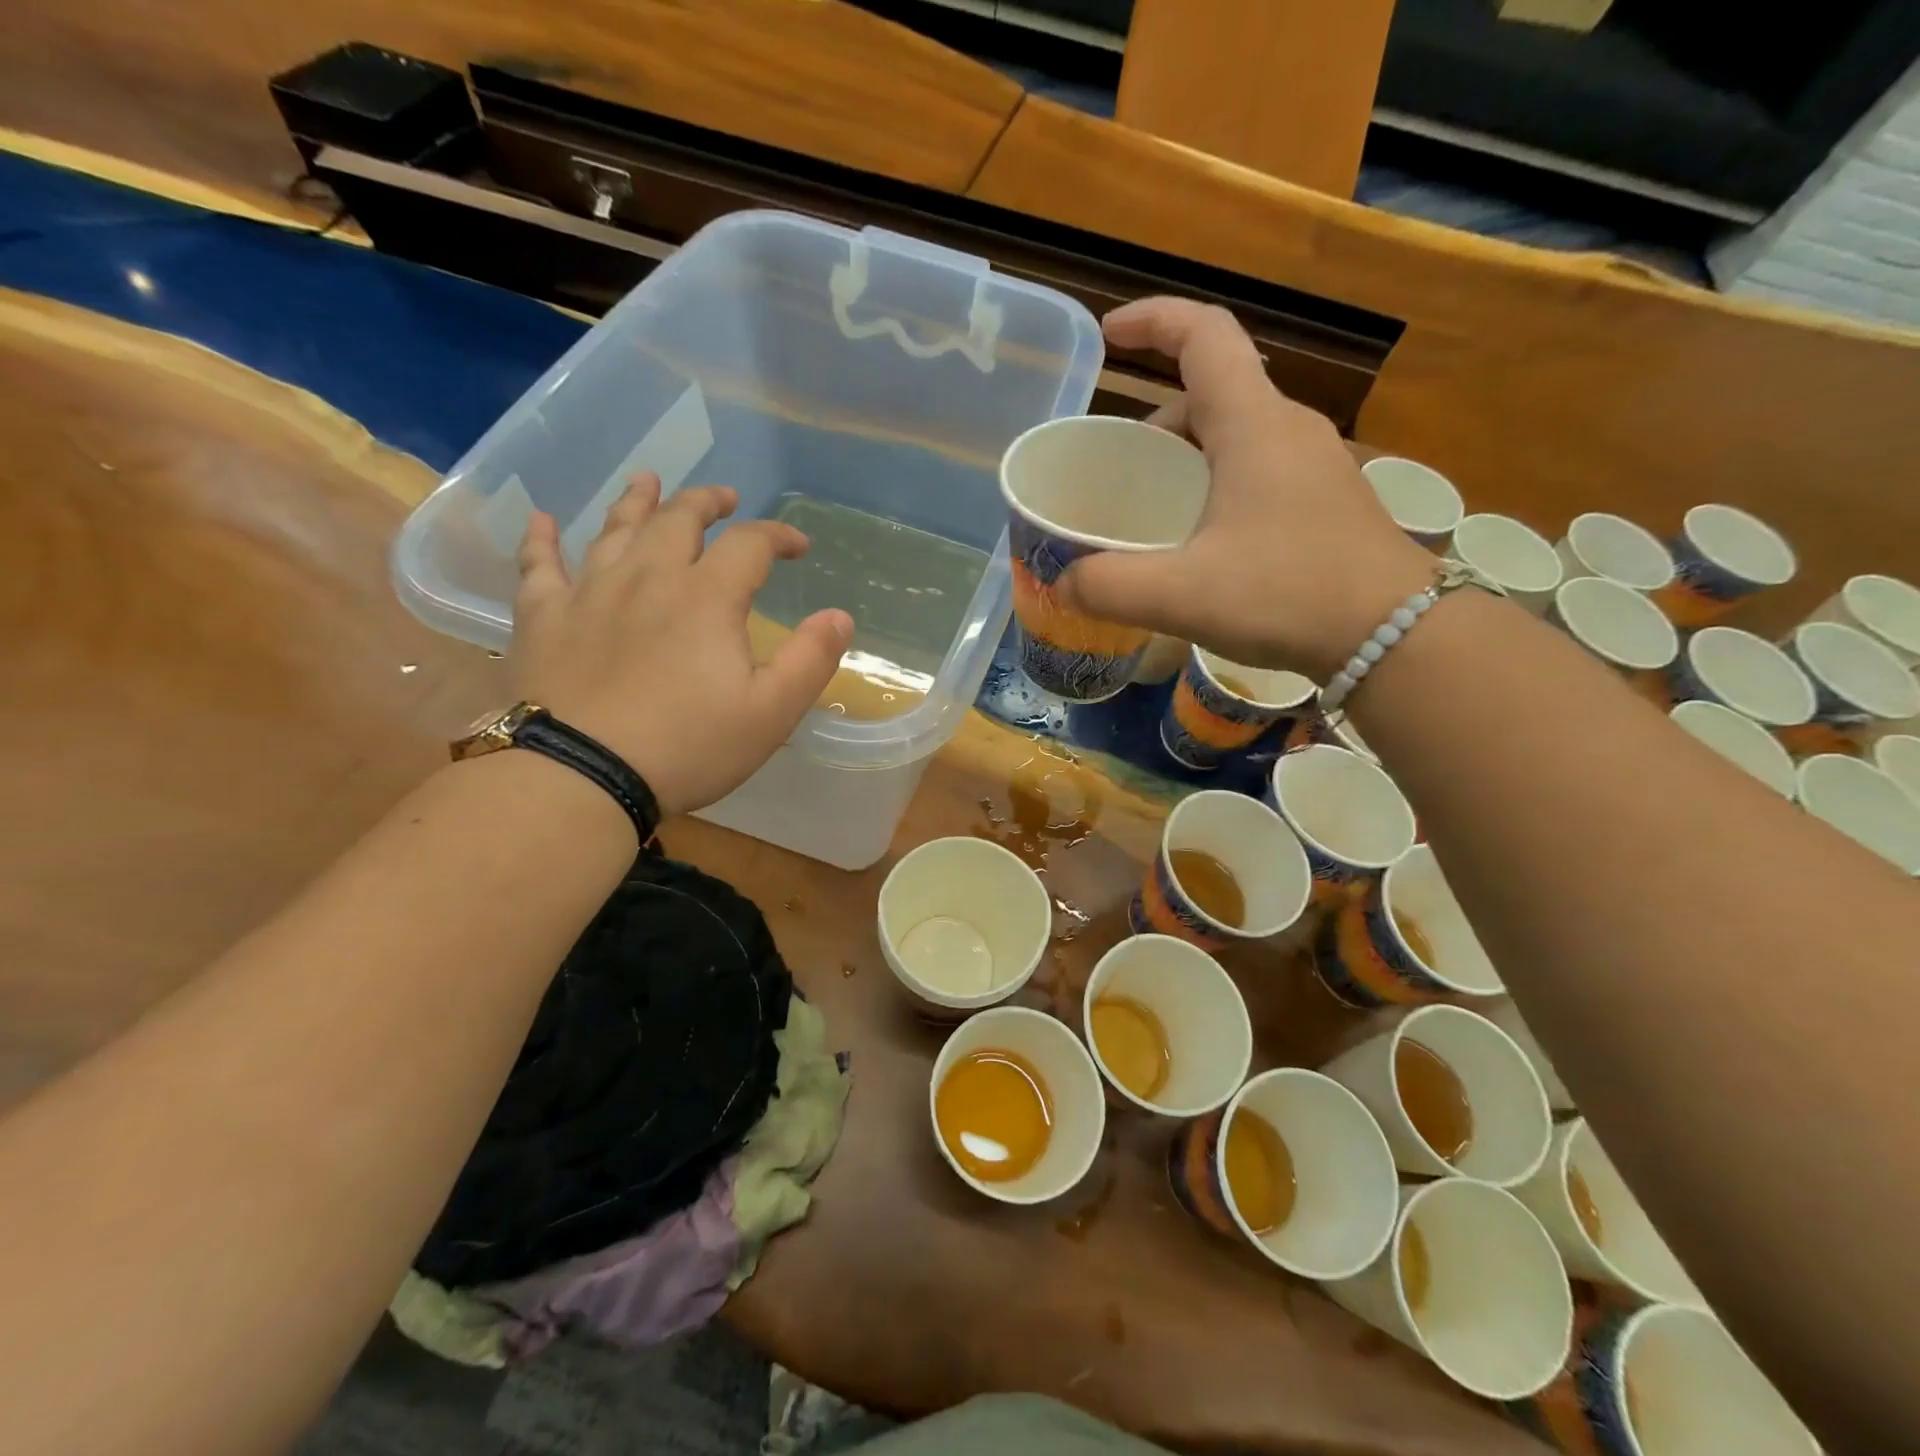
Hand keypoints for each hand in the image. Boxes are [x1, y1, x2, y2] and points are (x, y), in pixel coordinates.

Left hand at [510, 474, 852, 817]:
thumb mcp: (770, 713)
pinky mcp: (543, 617)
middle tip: (724, 498)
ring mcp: (590, 592)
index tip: (798, 546)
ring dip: (637, 502)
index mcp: (707, 597)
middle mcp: (648, 577)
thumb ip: (810, 660)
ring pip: (615, 529)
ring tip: (649, 482)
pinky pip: (539, 565)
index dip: (778, 536)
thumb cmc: (687, 747)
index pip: (750, 544)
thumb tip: (840, 616)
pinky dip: (543, 539)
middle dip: (708, 503)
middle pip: (679, 519)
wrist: (581, 776)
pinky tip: (543, 521)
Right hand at [1057, 298, 1435, 680]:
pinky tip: (1204, 541)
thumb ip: (1110, 586)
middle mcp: (1288, 428)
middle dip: (1157, 420)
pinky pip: (1259, 467)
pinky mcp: (1326, 499)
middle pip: (1213, 392)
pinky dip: (1218, 483)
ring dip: (1187, 457)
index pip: (1203, 335)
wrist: (1396, 636)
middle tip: (1120, 471)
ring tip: (1154, 512)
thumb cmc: (1287, 596)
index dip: (1153, 320)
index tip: (1110, 336)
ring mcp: (1315, 463)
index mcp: (1252, 424)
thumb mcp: (1182, 595)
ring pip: (1237, 433)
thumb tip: (1064, 583)